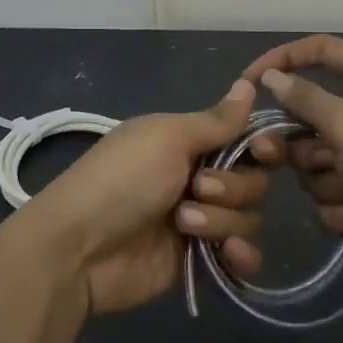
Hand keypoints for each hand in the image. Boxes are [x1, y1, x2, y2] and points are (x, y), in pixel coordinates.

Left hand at [6, 79, 271, 314]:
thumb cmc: (122, 178)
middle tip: (195, 189)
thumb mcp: (167, 137)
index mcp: (188, 142)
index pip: (245, 140)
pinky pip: (241, 256)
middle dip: (230, 186)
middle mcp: (198, 178)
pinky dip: (241, 255)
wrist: (80, 248)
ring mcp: (200, 221)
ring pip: (248, 217)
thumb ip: (216, 120)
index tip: (262, 151)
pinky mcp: (200, 261)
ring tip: (182, 225)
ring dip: (221, 219)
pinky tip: (228, 254)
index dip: (261, 146)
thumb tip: (250, 81)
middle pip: (252, 180)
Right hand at [242, 35, 342, 260]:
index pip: (320, 49)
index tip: (249, 82)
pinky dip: (341, 202)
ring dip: (326, 178)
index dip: (282, 59)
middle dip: (304, 144)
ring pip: (320, 155)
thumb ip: (304, 98)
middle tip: (288, 157)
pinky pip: (336, 184)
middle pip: (312, 113)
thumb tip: (271, 77)